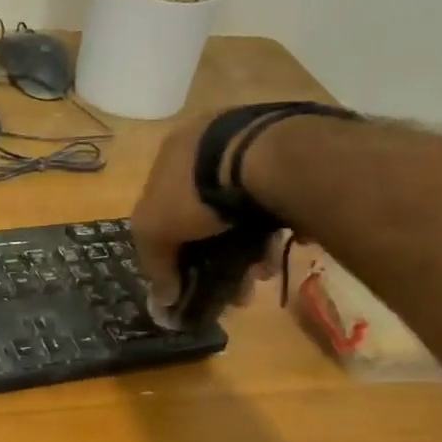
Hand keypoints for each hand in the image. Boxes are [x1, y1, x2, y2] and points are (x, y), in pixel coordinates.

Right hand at [129, 113, 274, 322]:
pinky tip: (275, 254)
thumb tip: (164, 299)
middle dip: (214, 252)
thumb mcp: (155, 230)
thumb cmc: (195, 190)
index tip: (185, 274)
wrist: (267, 157)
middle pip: (203, 211)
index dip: (170, 243)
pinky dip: (270, 230)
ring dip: (246, 247)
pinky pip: (271, 202)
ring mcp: (249, 144)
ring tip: (258, 274)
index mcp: (170, 153)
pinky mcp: (287, 156)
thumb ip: (155, 264)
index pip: (160, 204)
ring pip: (240, 210)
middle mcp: (207, 142)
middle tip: (230, 282)